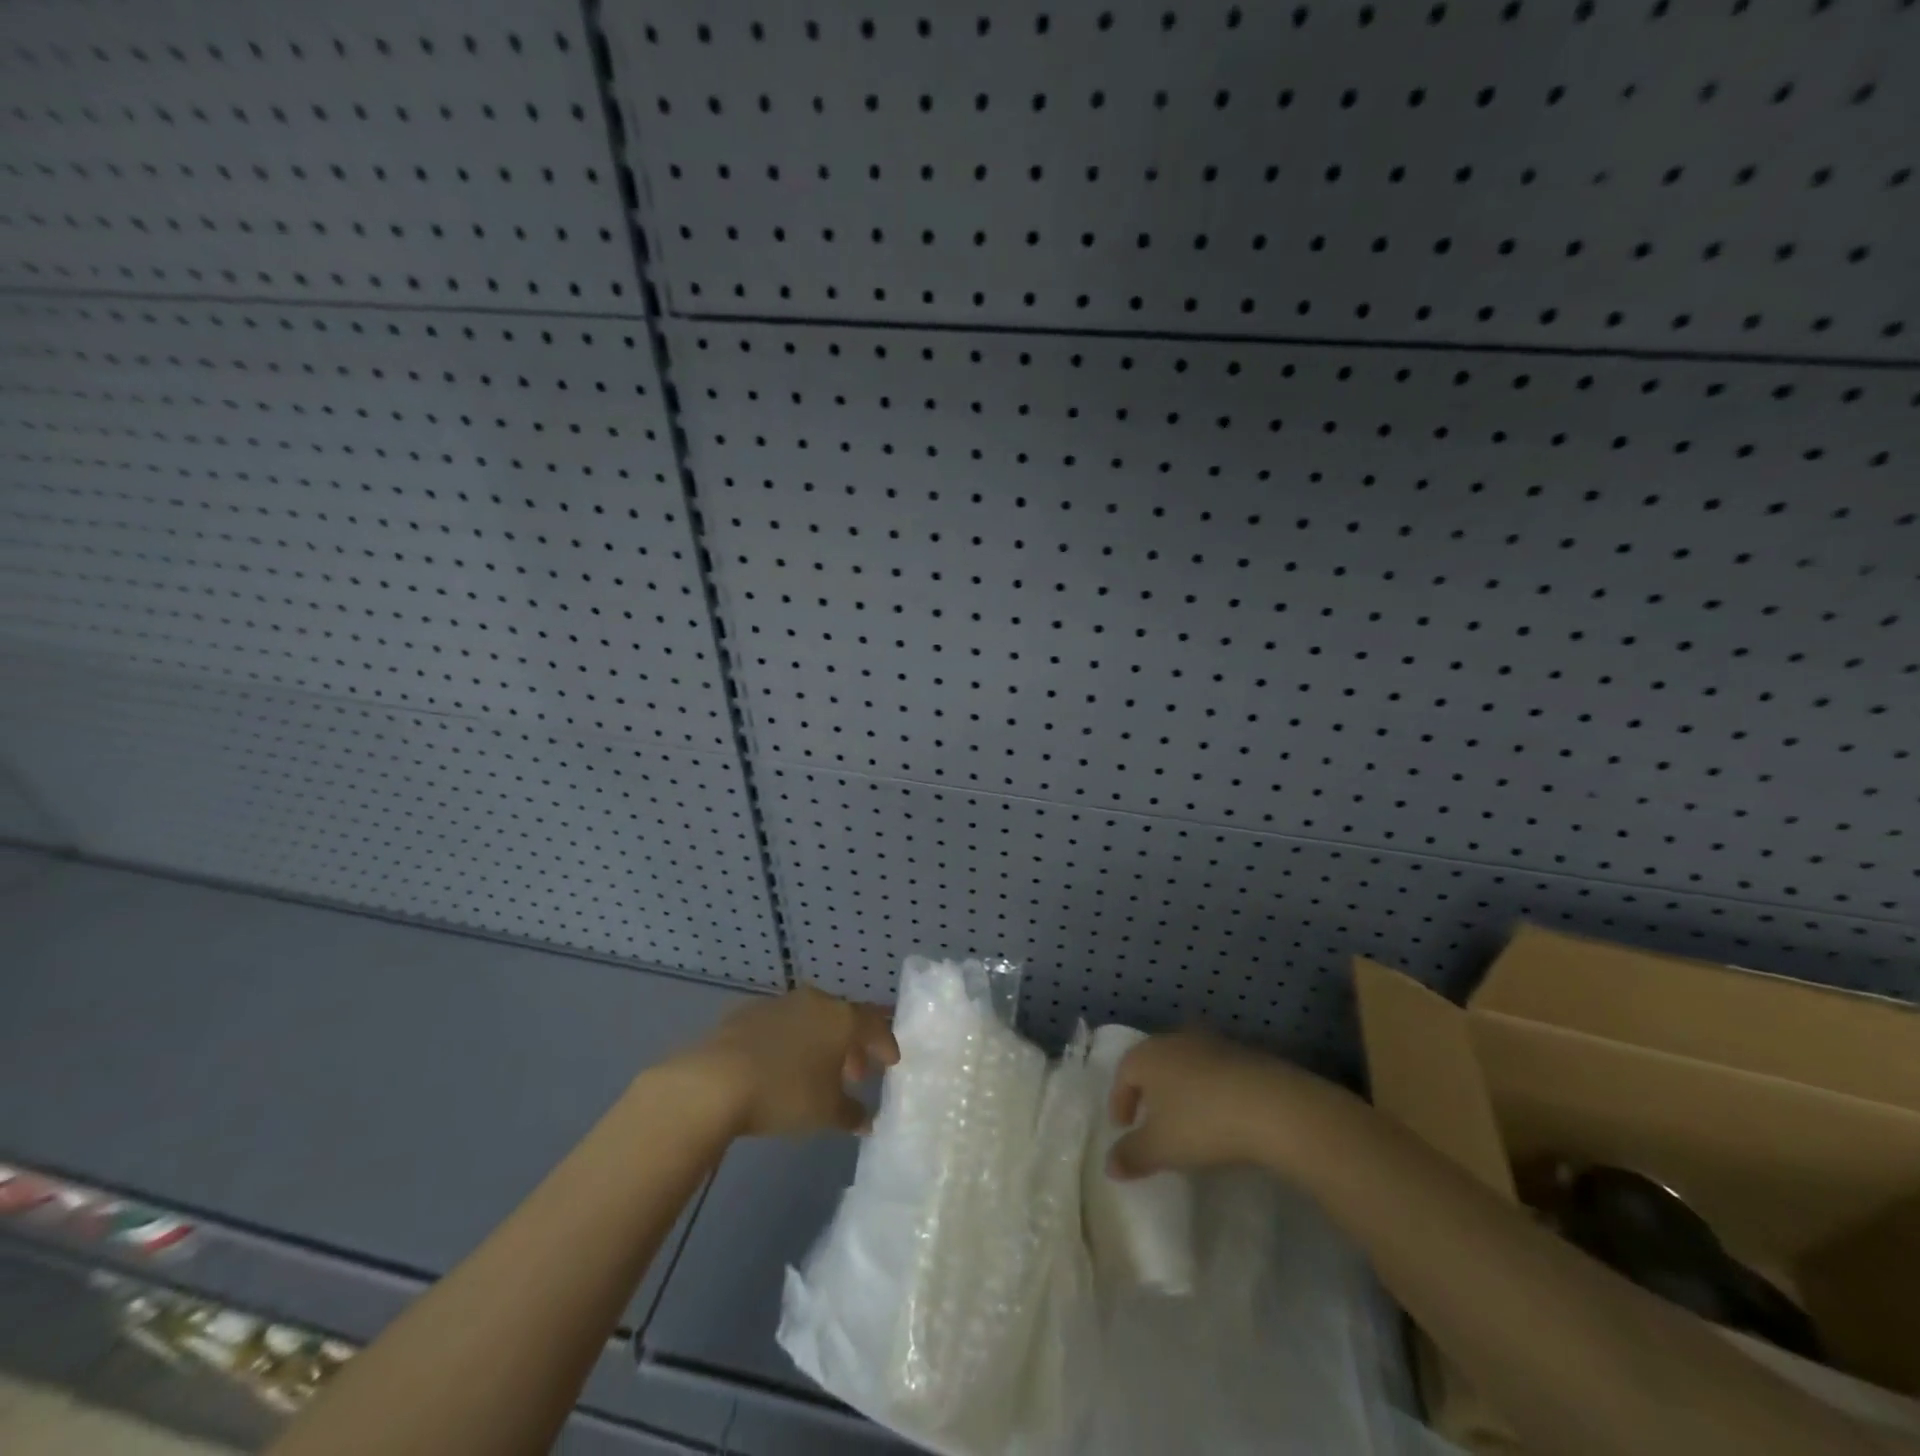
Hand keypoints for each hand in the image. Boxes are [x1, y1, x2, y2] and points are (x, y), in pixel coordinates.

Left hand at [678, 985, 899, 1137]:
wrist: (715, 1080)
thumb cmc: (785, 1093)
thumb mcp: (825, 1113)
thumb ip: (851, 1114)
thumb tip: (866, 1121)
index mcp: (842, 1018)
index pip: (875, 1025)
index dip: (885, 1045)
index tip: (891, 1063)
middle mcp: (815, 1001)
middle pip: (843, 1019)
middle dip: (852, 1046)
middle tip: (856, 1075)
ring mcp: (779, 1003)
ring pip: (811, 1019)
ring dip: (820, 1042)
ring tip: (817, 1072)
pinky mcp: (747, 1013)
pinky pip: (781, 1025)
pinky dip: (790, 1041)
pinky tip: (780, 1065)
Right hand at [1107, 1029, 1326, 1178]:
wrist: (1273, 1107)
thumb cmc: (1202, 1123)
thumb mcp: (1160, 1148)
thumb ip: (1131, 1155)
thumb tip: (1109, 1164)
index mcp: (1147, 1055)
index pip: (1122, 1073)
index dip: (1119, 1101)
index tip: (1123, 1128)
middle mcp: (1175, 1041)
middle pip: (1153, 1063)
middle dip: (1149, 1091)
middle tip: (1151, 1120)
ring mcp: (1212, 1043)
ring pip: (1185, 1065)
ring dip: (1181, 1089)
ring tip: (1187, 1119)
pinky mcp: (1244, 1054)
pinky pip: (1215, 1071)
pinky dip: (1210, 1090)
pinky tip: (1221, 1114)